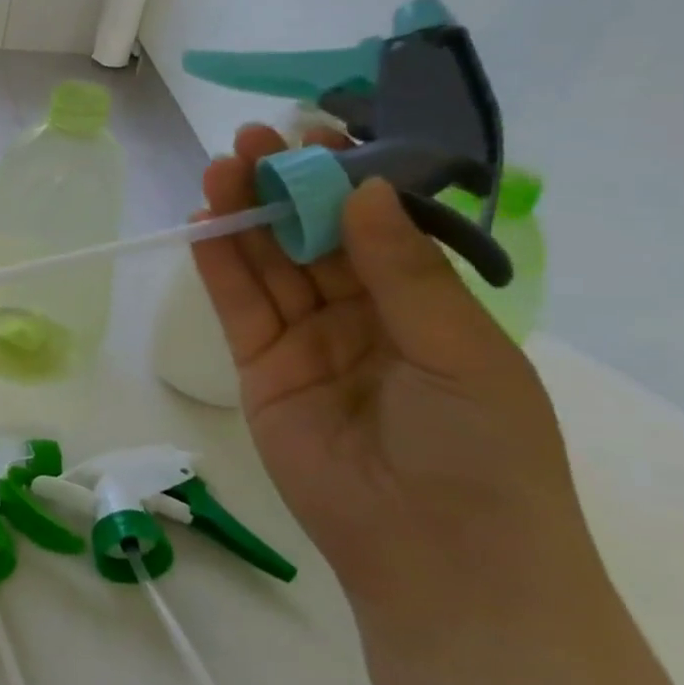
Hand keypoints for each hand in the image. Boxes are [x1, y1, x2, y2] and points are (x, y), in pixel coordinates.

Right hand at [192, 126, 601, 626]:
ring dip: (244, 217)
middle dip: (283, 188)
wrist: (432, 553)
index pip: (375, 226)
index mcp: (422, 305)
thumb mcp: (459, 349)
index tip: (317, 131)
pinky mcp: (258, 366)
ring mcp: (304, 340)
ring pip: (268, 266)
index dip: (346, 179)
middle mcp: (360, 314)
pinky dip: (219, 265)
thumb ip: (401, 271)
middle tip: (252, 140)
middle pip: (312, 239)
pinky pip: (238, 306)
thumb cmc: (479, 449)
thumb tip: (361, 191)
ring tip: (220, 168)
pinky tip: (204, 224)